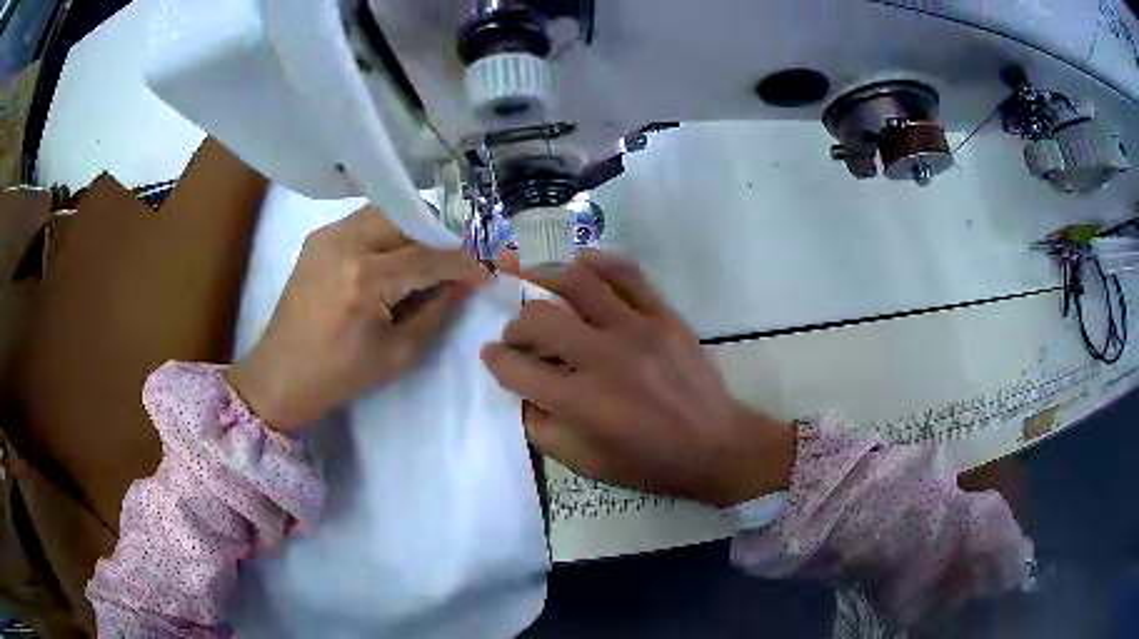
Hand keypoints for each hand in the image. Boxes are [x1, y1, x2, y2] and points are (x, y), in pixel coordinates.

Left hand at [226, 207, 485, 432]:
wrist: (281, 375)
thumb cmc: (340, 375)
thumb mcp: (398, 353)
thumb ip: (437, 311)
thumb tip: (465, 283)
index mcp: (365, 278)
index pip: (427, 256)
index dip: (462, 263)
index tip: (484, 271)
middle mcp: (345, 242)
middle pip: (407, 219)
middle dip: (437, 237)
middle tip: (454, 263)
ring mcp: (327, 235)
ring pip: (386, 213)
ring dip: (412, 230)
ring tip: (425, 259)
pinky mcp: (318, 238)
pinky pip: (364, 221)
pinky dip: (387, 232)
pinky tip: (393, 258)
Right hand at [481, 250, 794, 507]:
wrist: (716, 445)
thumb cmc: (650, 463)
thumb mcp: (587, 464)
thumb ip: (543, 431)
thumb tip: (521, 395)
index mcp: (580, 402)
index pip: (517, 368)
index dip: (495, 361)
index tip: (492, 356)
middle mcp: (602, 358)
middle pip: (539, 319)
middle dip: (515, 326)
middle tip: (517, 335)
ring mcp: (636, 329)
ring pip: (578, 283)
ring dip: (545, 279)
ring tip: (533, 283)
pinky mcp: (663, 315)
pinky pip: (627, 273)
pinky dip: (597, 262)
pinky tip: (580, 264)